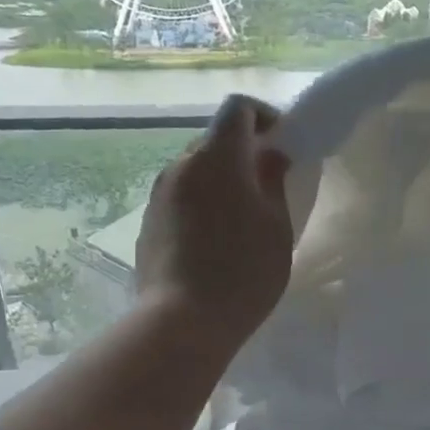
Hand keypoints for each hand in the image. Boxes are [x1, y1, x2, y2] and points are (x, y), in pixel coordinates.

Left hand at [135, 95, 292, 350]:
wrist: (183, 321)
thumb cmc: (243, 271)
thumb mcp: (277, 226)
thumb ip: (274, 181)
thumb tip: (270, 156)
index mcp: (217, 157)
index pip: (238, 108)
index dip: (263, 115)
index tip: (281, 142)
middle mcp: (181, 165)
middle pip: (215, 140)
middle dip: (242, 153)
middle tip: (267, 186)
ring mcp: (159, 194)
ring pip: (195, 171)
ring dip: (220, 181)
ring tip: (241, 218)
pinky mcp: (148, 222)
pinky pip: (180, 198)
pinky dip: (200, 204)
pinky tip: (214, 241)